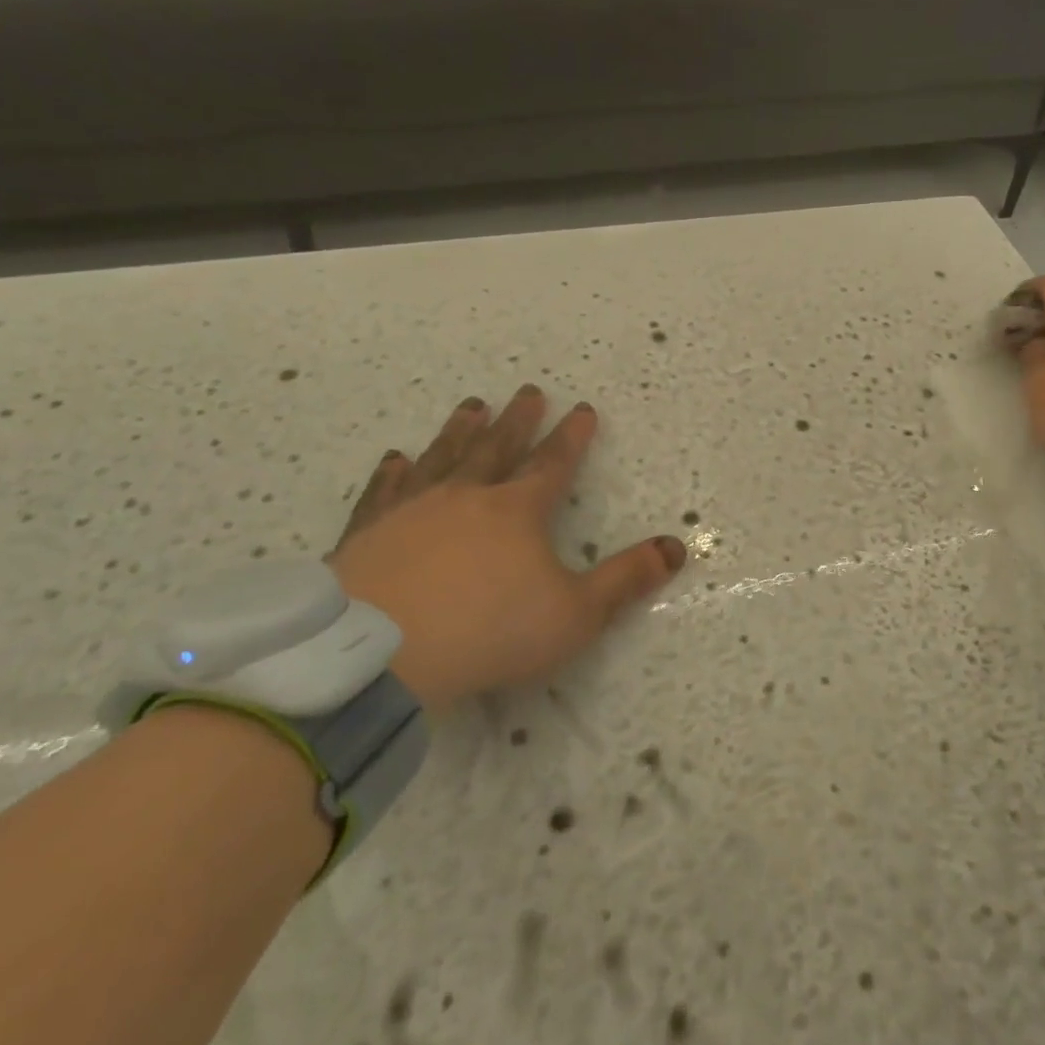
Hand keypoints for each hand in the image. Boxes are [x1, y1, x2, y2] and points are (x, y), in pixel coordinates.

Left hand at [327, 386, 686, 711]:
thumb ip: (626, 579)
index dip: (572, 437)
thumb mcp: (576, 614)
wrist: (379, 653)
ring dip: (460, 430)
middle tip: (528, 391)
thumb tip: (676, 546)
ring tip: (471, 405)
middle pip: (498, 447)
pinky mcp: (368, 532)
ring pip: (442, 457)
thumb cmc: (490, 631)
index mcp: (517, 511)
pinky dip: (392, 473)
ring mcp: (412, 509)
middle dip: (518, 419)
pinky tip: (395, 458)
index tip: (583, 409)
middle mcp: (466, 496)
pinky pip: (384, 492)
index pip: (553, 463)